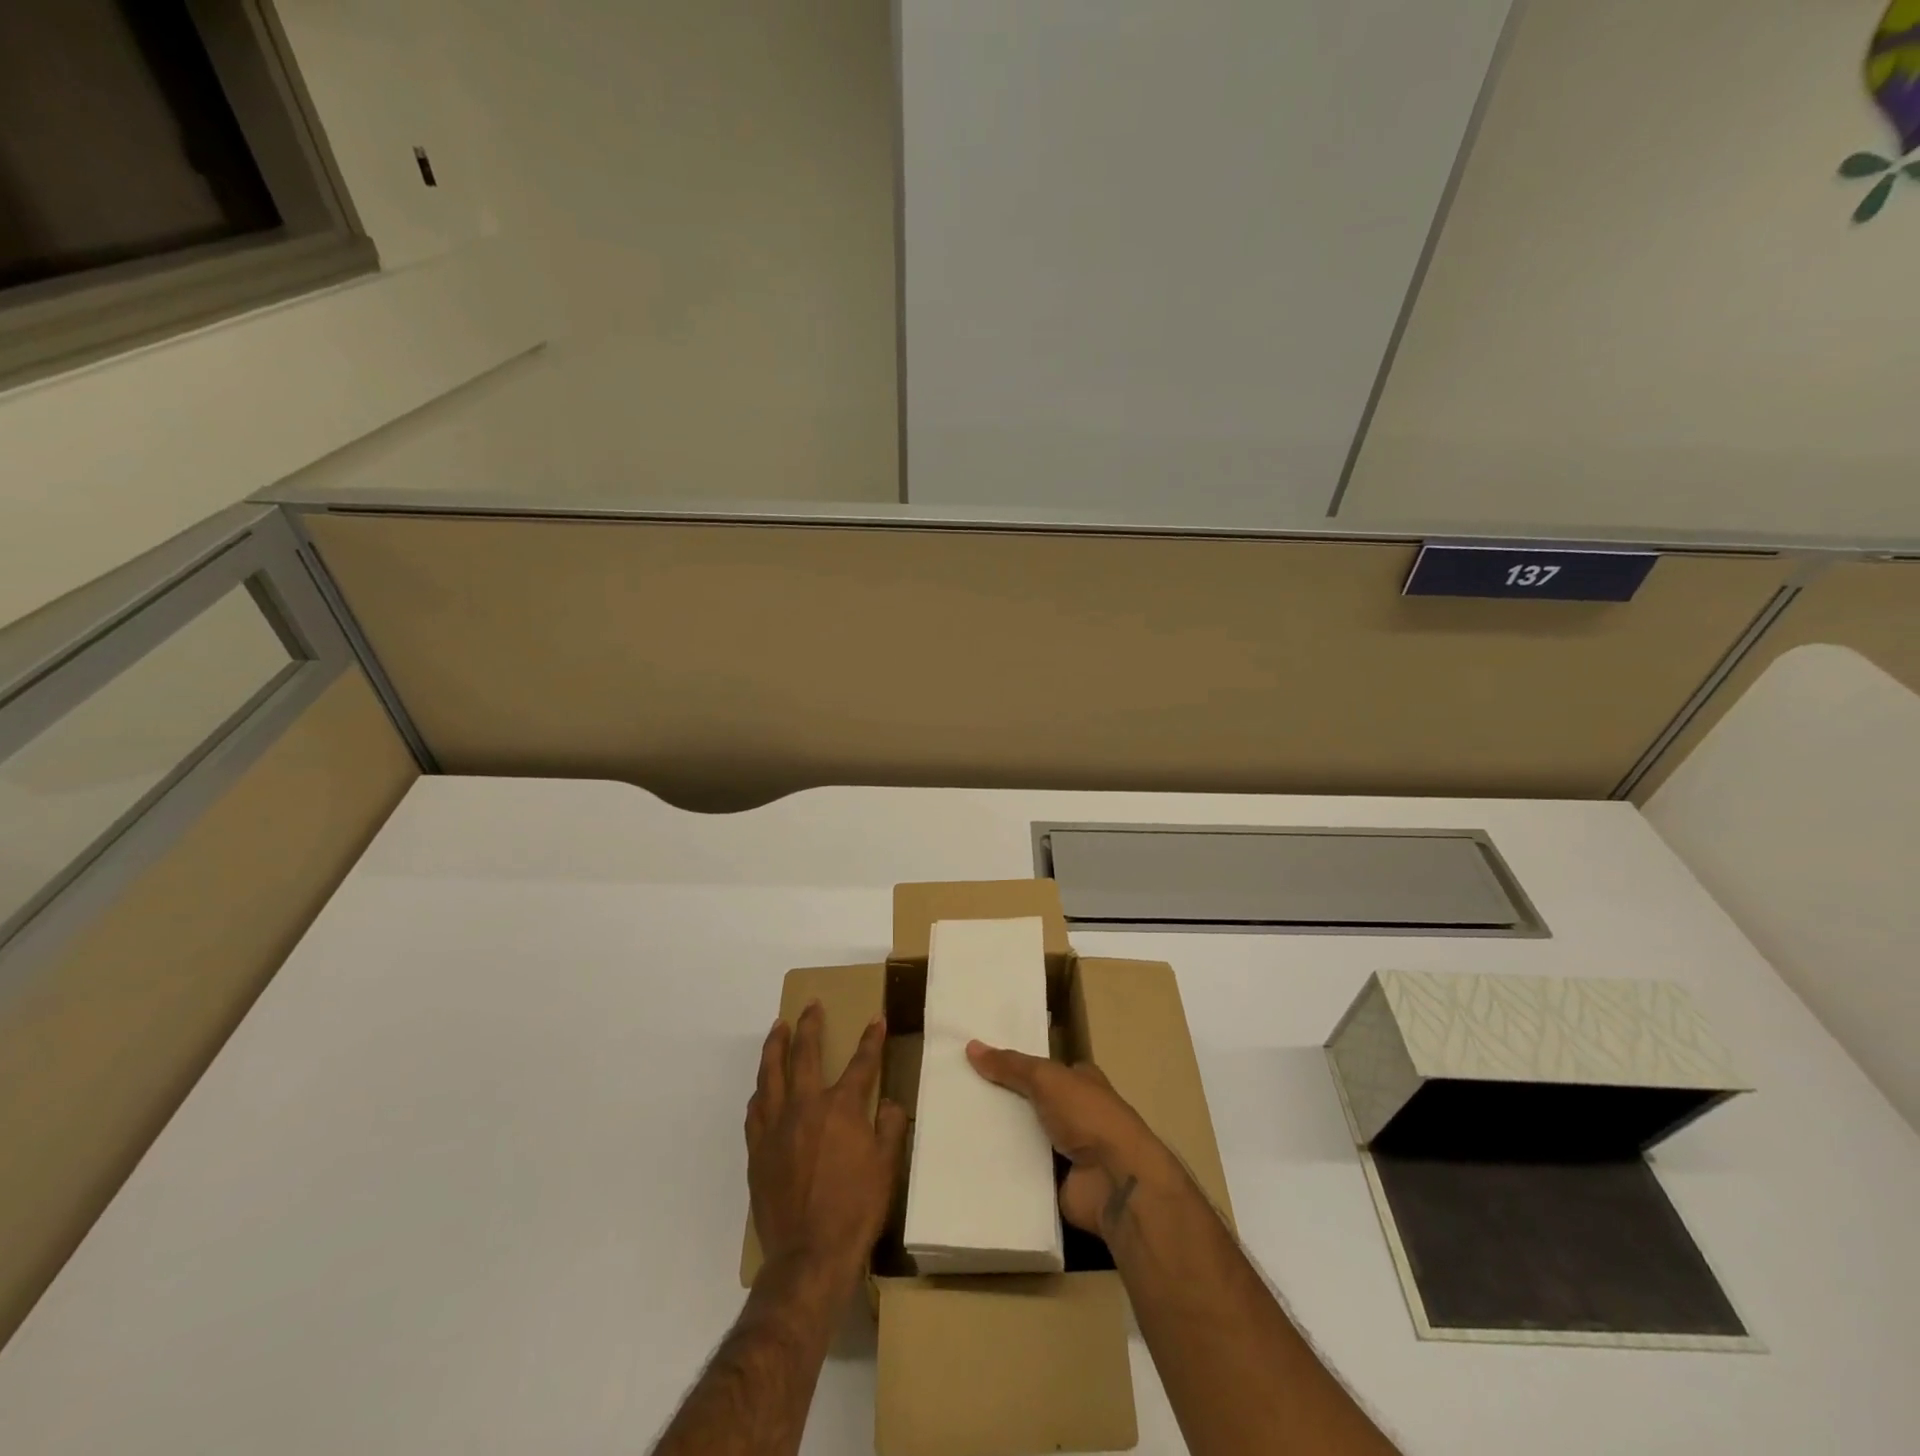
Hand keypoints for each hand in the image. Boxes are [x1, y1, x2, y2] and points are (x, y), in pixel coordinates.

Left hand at [747, 1002, 908, 1290]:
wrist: (809, 1256)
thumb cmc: (856, 1210)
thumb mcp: (887, 1166)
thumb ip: (892, 1127)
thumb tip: (890, 1103)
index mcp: (841, 1108)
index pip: (861, 1063)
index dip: (871, 1039)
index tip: (876, 1019)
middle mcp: (805, 1107)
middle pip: (805, 1054)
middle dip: (811, 1025)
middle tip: (811, 1006)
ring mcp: (776, 1127)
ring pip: (771, 1074)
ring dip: (776, 1046)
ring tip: (778, 1028)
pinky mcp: (757, 1151)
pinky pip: (755, 1110)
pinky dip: (761, 1090)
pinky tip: (762, 1087)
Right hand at [966, 1041, 1175, 1237]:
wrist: (1115, 1180)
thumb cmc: (1088, 1116)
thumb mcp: (1046, 1078)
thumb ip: (1011, 1065)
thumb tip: (971, 1046)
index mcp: (1081, 1081)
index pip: (1043, 1068)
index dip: (1015, 1065)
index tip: (979, 1063)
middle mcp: (1076, 1113)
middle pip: (1031, 1102)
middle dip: (1002, 1100)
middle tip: (960, 1094)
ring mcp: (1067, 1151)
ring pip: (1025, 1136)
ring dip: (1000, 1135)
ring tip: (955, 1126)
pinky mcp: (1056, 1183)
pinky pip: (1022, 1171)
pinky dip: (1003, 1167)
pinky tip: (970, 1160)